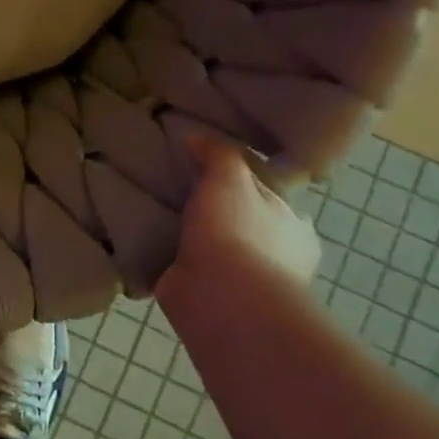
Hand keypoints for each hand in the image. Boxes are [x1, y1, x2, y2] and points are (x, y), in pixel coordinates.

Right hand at [157, 137, 321, 321]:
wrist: (220, 299)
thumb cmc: (238, 233)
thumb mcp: (230, 177)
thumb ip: (218, 154)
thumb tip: (197, 139)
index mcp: (294, 227)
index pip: (270, 195)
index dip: (243, 180)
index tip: (209, 167)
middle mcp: (275, 255)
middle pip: (241, 221)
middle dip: (216, 210)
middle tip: (175, 187)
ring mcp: (242, 280)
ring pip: (214, 246)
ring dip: (191, 236)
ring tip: (153, 210)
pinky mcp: (208, 297)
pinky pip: (186, 267)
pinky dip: (169, 257)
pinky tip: (144, 239)